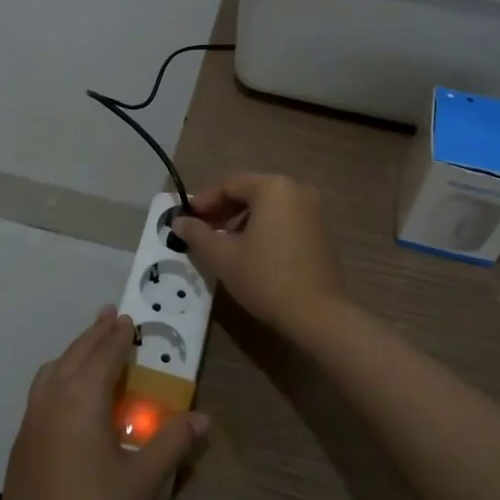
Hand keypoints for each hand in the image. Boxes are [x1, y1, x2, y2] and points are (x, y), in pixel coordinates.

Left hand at [0, 308, 205, 499]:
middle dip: (96, 332)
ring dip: (75, 349)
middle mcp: (55, 395)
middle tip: (111, 315)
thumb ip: (172, 444)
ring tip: (90, 344)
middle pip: (77, 352)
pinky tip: (67, 388)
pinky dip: (59, 371)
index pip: (105, 353)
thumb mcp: (141, 480)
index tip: (129, 317)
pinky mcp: (23, 435)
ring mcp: (34, 414)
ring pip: (55, 366)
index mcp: (83, 397)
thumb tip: (203, 418)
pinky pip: (44, 385)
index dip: (119, 335)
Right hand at [172, 172, 348, 332]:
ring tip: (222, 243)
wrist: (318, 315)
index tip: (186, 219)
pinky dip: (263, 228)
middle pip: (250, 192)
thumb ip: (197, 234)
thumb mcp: (223, 256)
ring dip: (241, 220)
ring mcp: (313, 210)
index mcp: (273, 187)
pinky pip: (284, 220)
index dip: (203, 201)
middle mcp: (296, 190)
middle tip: (201, 231)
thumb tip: (179, 222)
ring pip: (267, 207)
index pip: (229, 184)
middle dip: (222, 210)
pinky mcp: (320, 232)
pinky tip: (249, 251)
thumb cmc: (265, 278)